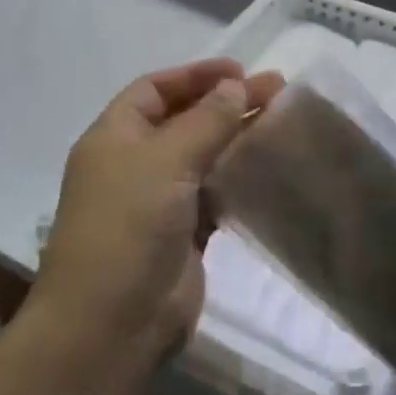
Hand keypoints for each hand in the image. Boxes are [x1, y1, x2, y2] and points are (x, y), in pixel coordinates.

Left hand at [35, 59, 282, 365]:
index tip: (241, 72)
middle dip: (226, 103)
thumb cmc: (128, 224)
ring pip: (203, 157)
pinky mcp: (184, 234)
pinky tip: (270, 166)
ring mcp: (159, 201)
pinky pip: (215, 193)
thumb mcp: (165, 159)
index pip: (154, 89)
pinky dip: (239, 178)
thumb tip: (236, 86)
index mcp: (114, 136)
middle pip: (184, 120)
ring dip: (238, 138)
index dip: (195, 75)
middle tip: (277, 91)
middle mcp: (134, 163)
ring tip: (282, 122)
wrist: (112, 322)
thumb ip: (206, 120)